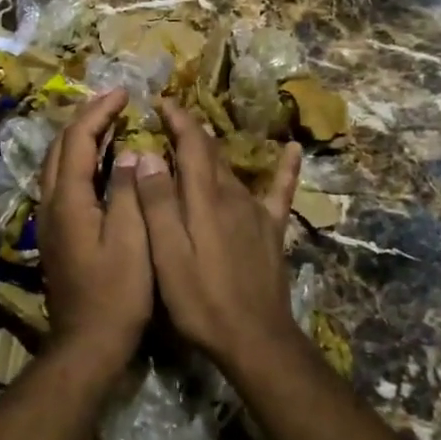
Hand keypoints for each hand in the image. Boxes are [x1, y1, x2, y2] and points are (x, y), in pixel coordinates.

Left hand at [37, 89, 152, 367]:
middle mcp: (52, 203)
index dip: (100, 111)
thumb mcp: (132, 241)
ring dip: (82, 137)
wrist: (87, 343)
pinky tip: (103, 164)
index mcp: (69, 200)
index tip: (125, 93)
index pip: (79, 139)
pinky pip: (64, 181)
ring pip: (59, 163)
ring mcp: (51, 219)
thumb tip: (129, 153)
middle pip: (61, 146)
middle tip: (116, 102)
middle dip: (87, 117)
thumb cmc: (117, 294)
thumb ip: (129, 193)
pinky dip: (82, 160)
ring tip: (111, 122)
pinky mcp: (58, 233)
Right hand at [133, 98, 303, 365]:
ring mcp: (256, 211)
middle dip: (190, 130)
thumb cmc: (201, 300)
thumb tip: (148, 155)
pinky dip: (286, 168)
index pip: (190, 144)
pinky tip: (293, 148)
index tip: (161, 101)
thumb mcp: (167, 255)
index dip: (177, 119)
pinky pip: (280, 190)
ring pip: (232, 169)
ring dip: (213, 149)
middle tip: (170, 117)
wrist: (255, 338)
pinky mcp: (272, 229)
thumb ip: (158, 204)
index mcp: (204, 199)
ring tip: (197, 136)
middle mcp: (232, 195)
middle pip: (210, 152)